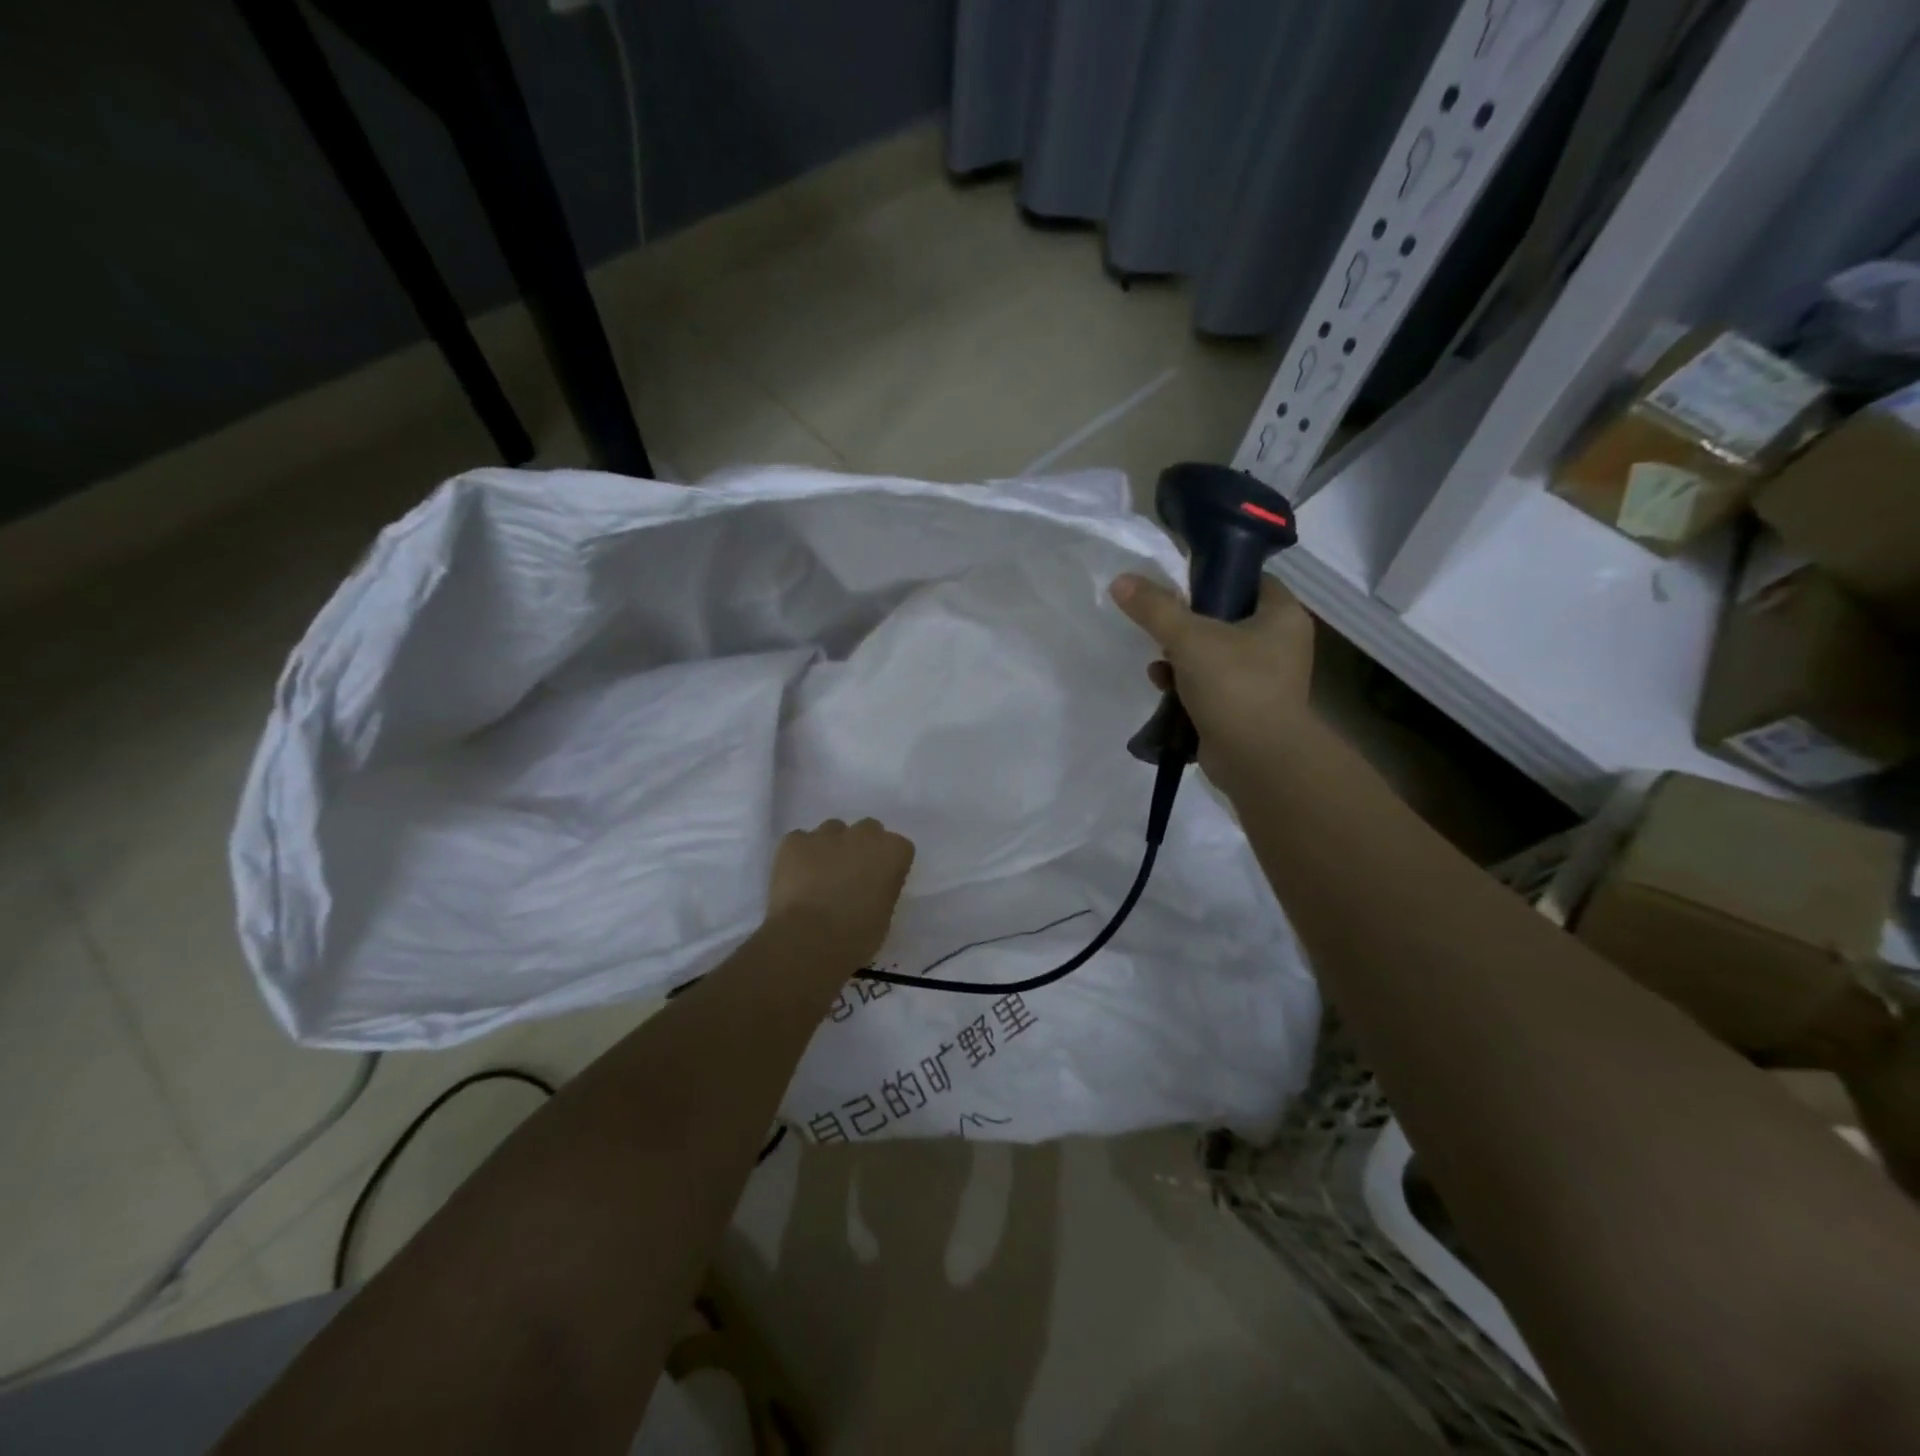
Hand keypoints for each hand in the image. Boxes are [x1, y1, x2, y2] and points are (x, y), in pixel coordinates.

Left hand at [765, 819, 915, 967]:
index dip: (888, 865)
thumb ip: (883, 888)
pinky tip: (795, 878)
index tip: (880, 883)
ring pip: (832, 830)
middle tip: (851, 876)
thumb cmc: (856, 937)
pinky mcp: (793, 841)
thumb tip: (871, 886)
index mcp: (892, 852)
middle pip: (868, 830)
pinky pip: (799, 840)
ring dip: (831, 847)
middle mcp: (862, 834)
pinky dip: (800, 855)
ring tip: (819, 876)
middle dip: (862, 847)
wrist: (808, 941)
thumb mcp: (885, 914)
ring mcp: (825, 834)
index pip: (899, 847)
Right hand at [1109, 572, 1314, 778]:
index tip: (1180, 583)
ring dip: (1181, 657)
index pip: (1250, 580)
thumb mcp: (1189, 638)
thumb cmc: (1234, 685)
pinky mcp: (1244, 709)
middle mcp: (1279, 645)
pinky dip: (1186, 686)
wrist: (1257, 760)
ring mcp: (1263, 680)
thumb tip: (1121, 581)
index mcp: (1282, 616)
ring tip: (1158, 664)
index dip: (1216, 577)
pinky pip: (1211, 686)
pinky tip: (1163, 688)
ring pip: (1214, 655)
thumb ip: (1155, 608)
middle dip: (1188, 624)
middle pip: (1226, 619)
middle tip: (1162, 626)